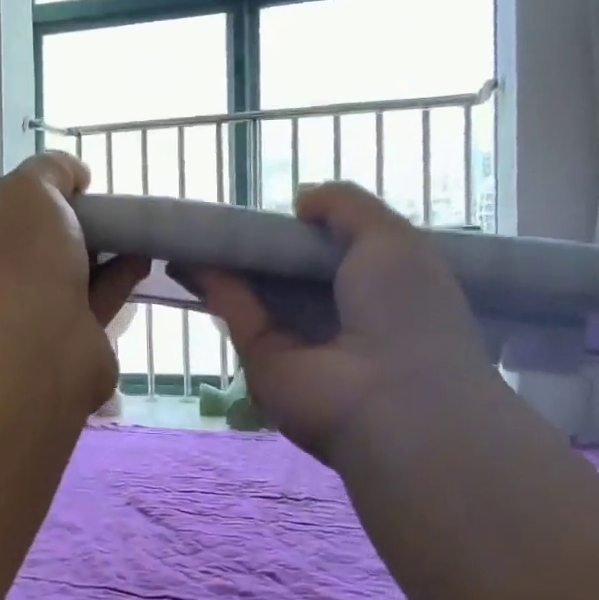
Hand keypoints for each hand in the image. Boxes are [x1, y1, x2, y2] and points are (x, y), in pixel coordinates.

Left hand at [0, 152, 150, 411]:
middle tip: (97, 211)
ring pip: (67, 282)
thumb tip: (74, 172)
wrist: (41, 349)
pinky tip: (141, 257)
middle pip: (31, 258)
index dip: (22, 209)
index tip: (57, 194)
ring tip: (129, 229)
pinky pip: (95, 305)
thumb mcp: (28, 191)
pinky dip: (118, 280)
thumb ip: (49, 171)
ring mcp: (28, 330)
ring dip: (99, 256)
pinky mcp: (71, 350)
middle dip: (65, 234)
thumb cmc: (18, 264)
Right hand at [186, 183, 498, 463]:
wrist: (391, 398)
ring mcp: (298, 339)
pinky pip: (236, 312)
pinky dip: (215, 283)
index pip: (338, 252)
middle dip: (264, 245)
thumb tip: (301, 201)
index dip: (311, 228)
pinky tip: (192, 254)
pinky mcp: (262, 357)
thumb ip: (346, 207)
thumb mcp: (392, 238)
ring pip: (258, 292)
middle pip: (291, 272)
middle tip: (231, 215)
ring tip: (197, 229)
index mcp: (380, 286)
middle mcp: (339, 314)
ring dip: (230, 262)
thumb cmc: (406, 310)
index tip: (284, 208)